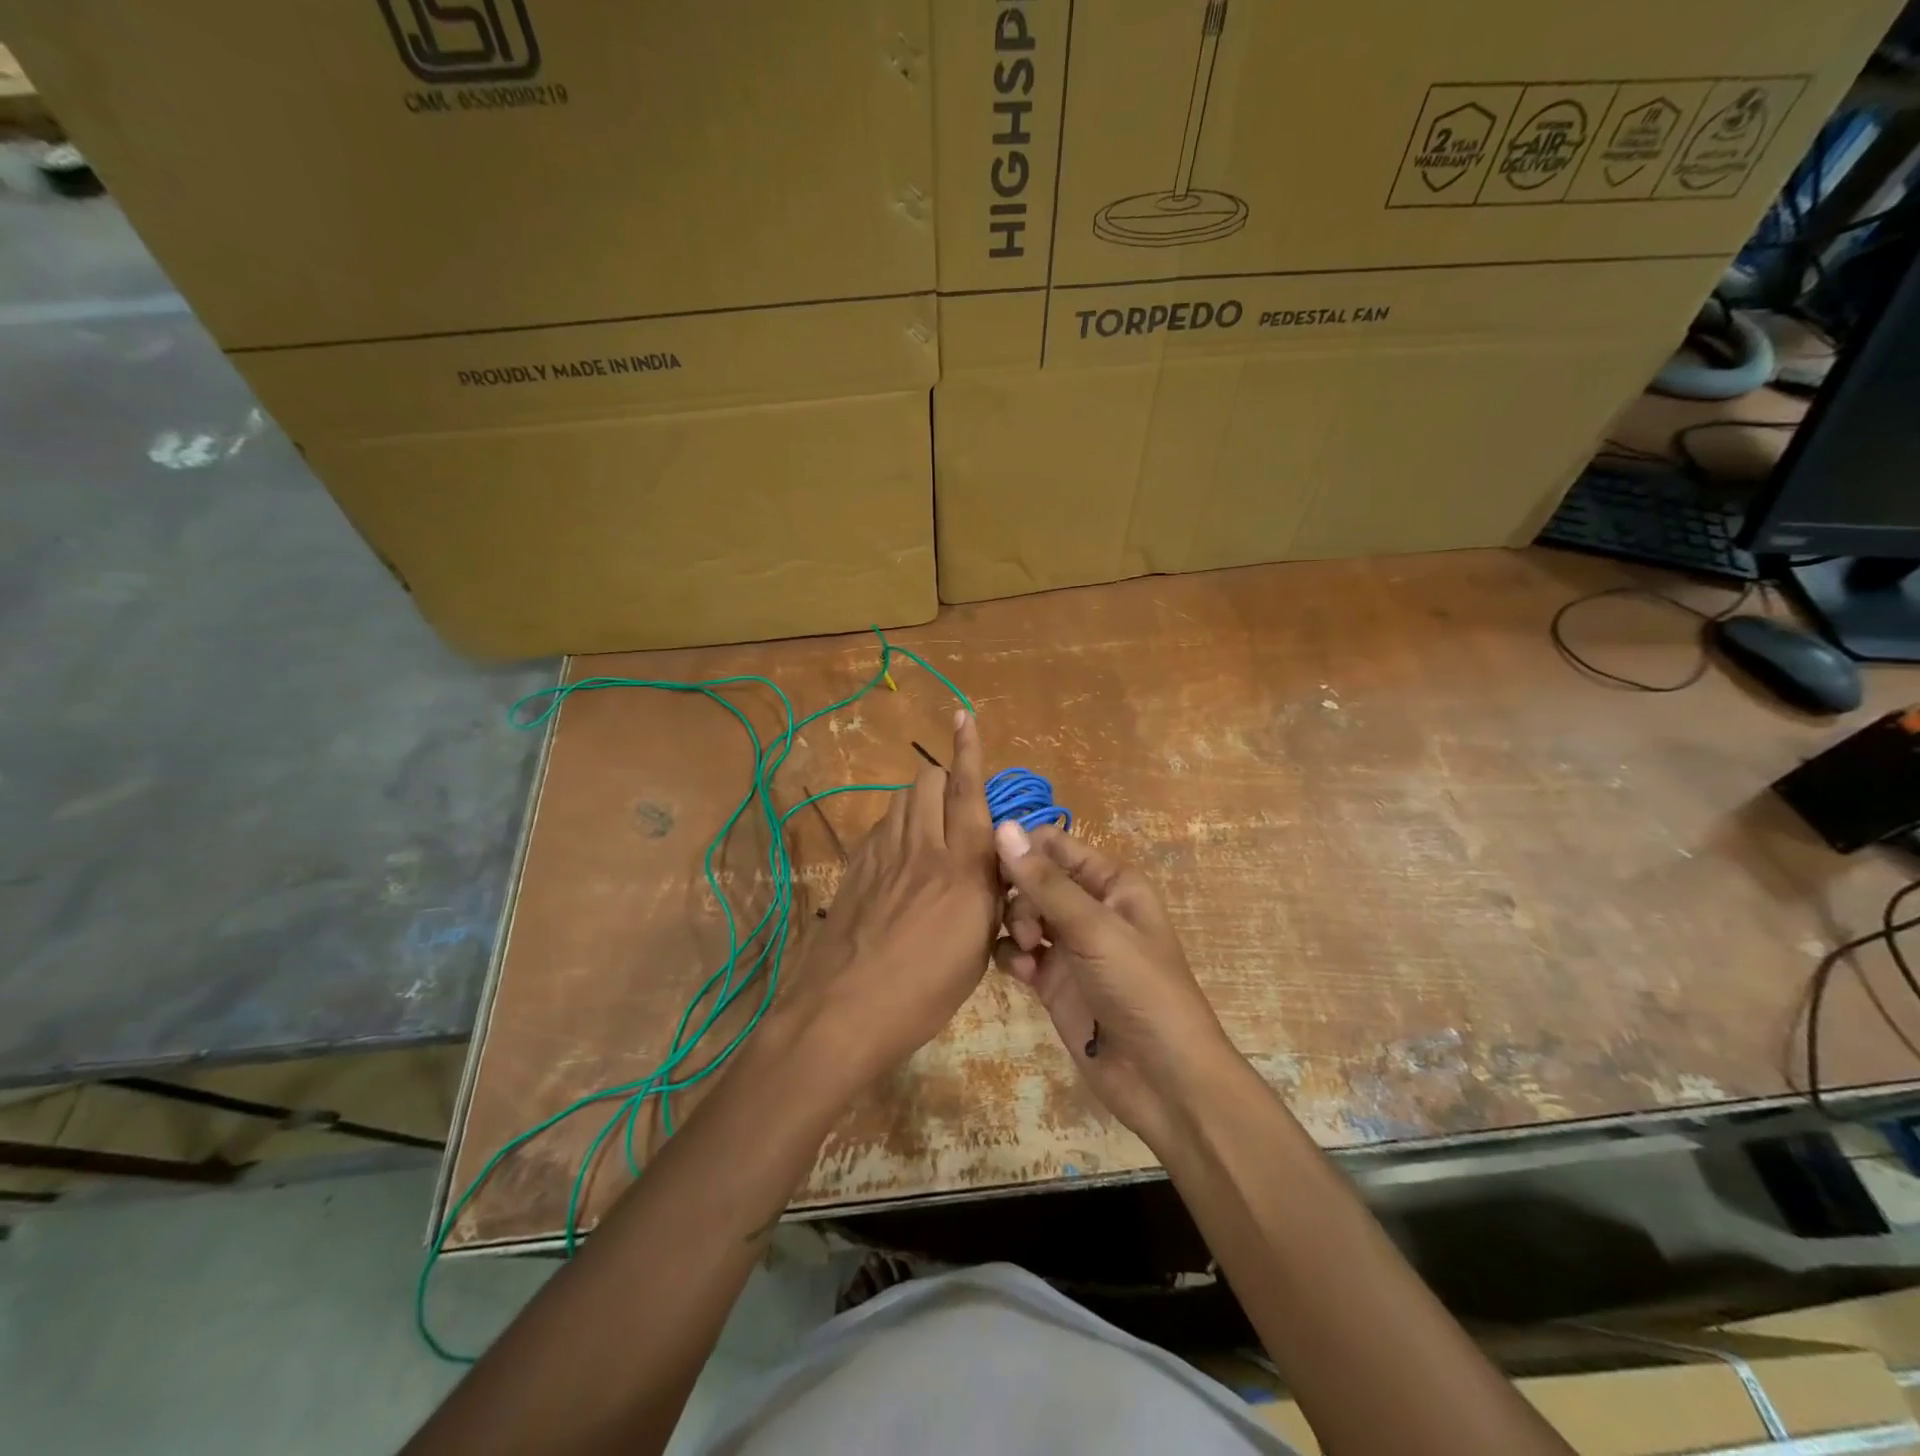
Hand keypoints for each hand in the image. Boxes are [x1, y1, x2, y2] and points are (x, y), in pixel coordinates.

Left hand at [779, 711, 999, 1089]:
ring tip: (930, 830)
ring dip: (920, 800)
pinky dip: (897, 826)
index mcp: (962, 866)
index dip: (969, 749)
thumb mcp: (977, 948)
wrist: (843, 1010)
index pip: (968, 791)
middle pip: (927, 780)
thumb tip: (994, 866)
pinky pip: (881, 826)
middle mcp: (921, 846)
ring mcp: (881, 853)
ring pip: (901, 798)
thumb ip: (989, 895)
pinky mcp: (854, 866)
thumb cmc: (924, 991)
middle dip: (945, 778)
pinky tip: (900, 858)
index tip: (963, 714)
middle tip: (957, 809)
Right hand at [994, 824, 1235, 1149]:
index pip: (1055, 845)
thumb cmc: (1140, 988)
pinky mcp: (1053, 981)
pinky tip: (1024, 975)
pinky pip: (1019, 953)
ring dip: (1014, 926)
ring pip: (1021, 915)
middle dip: (1019, 894)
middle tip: (1024, 925)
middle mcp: (1088, 907)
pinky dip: (1014, 958)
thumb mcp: (1094, 929)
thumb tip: (1003, 827)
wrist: (1162, 1079)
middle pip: (1033, 879)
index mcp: (1110, 883)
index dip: (1023, 848)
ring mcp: (1069, 946)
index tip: (990, 862)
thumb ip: (1045, 882)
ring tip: (1028, 952)